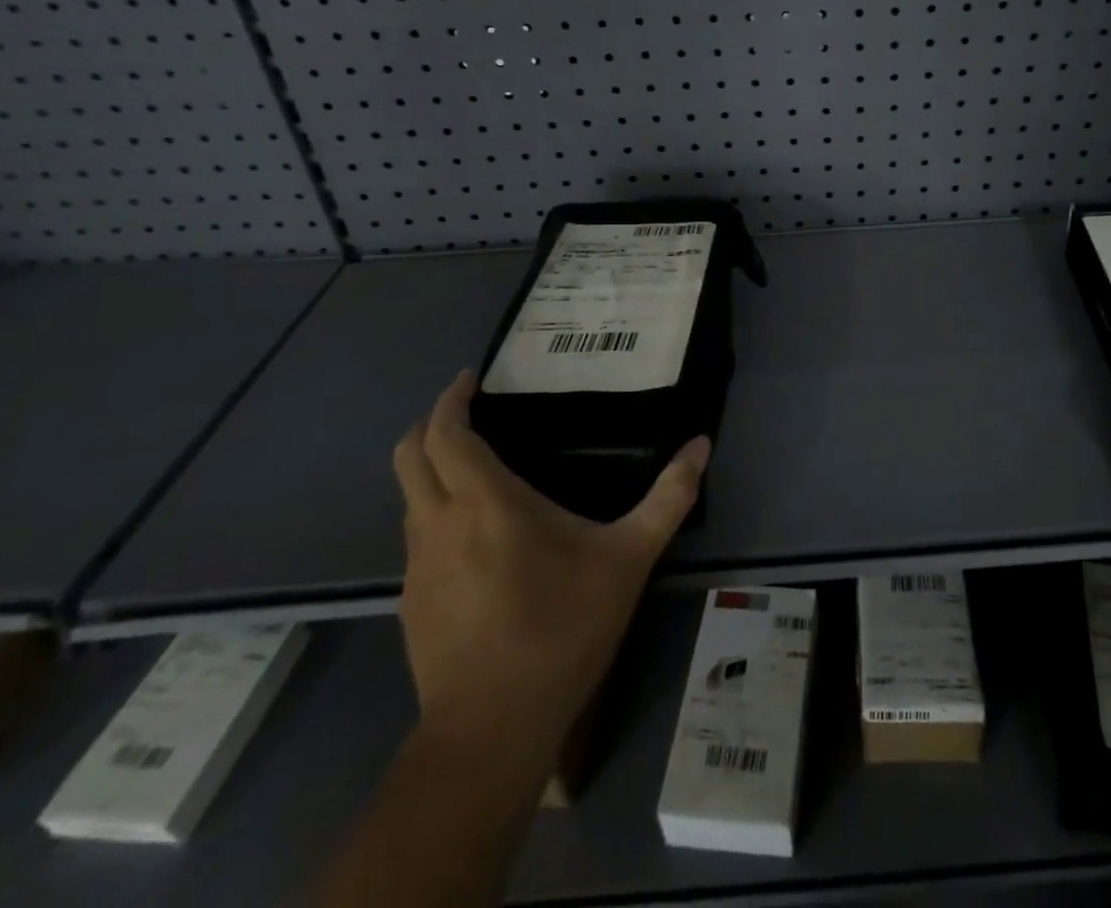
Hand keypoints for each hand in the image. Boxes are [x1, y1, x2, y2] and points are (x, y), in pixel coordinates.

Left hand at [391, 371, 710, 742]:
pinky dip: (433, 511)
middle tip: (468, 410)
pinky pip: (416, 535)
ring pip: (408, 496)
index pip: (447, 434)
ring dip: (430, 468)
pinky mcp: (411, 602)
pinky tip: (475, 535)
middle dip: (431, 423)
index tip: (471, 379)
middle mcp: (439, 524)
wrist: (491, 731)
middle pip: (409, 455)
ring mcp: (417, 566)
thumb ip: (668, 498)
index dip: (452, 400)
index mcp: (485, 503)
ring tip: (475, 465)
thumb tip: (702, 445)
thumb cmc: (561, 629)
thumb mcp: (628, 560)